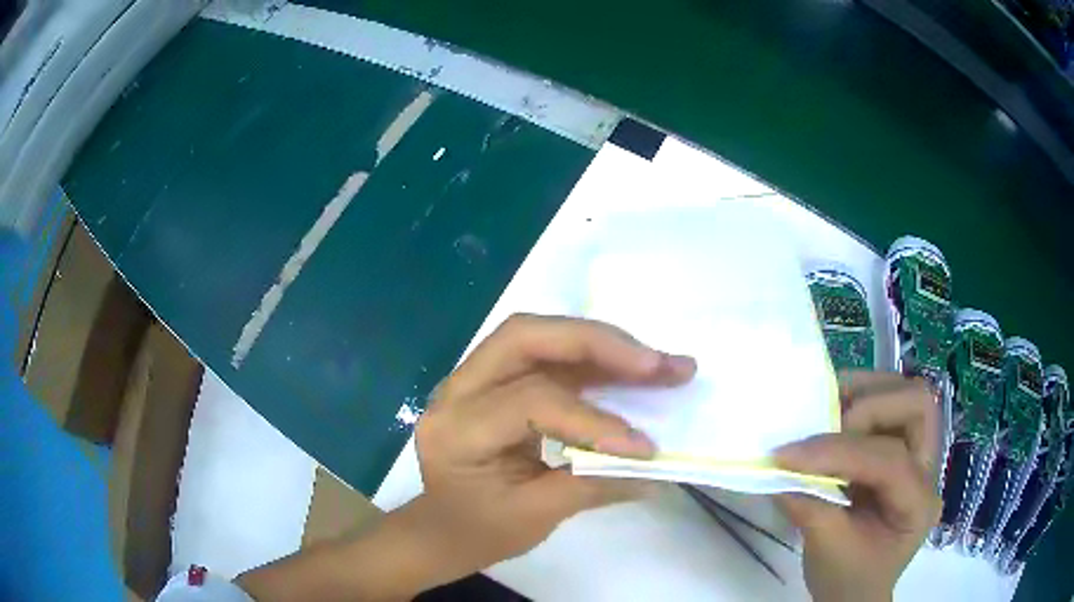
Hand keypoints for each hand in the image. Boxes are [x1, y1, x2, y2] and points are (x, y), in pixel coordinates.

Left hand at [407, 314, 696, 581]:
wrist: (443, 528)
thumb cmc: (478, 531)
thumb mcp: (533, 518)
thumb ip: (593, 486)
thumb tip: (655, 469)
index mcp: (456, 431)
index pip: (529, 403)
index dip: (592, 421)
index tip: (644, 448)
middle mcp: (457, 390)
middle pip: (526, 337)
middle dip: (597, 343)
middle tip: (656, 364)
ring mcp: (473, 378)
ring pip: (538, 335)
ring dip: (601, 344)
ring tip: (656, 363)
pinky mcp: (495, 380)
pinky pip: (545, 355)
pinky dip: (590, 359)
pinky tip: (627, 371)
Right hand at [774, 372, 942, 601]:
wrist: (855, 591)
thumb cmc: (847, 579)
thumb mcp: (827, 552)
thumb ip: (809, 508)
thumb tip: (778, 469)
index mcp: (918, 504)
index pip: (888, 461)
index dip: (838, 452)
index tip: (787, 455)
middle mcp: (927, 469)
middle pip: (918, 406)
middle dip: (870, 406)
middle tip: (826, 423)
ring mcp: (918, 453)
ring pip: (906, 395)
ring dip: (865, 395)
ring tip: (826, 411)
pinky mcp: (900, 446)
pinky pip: (888, 404)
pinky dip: (859, 401)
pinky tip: (833, 417)